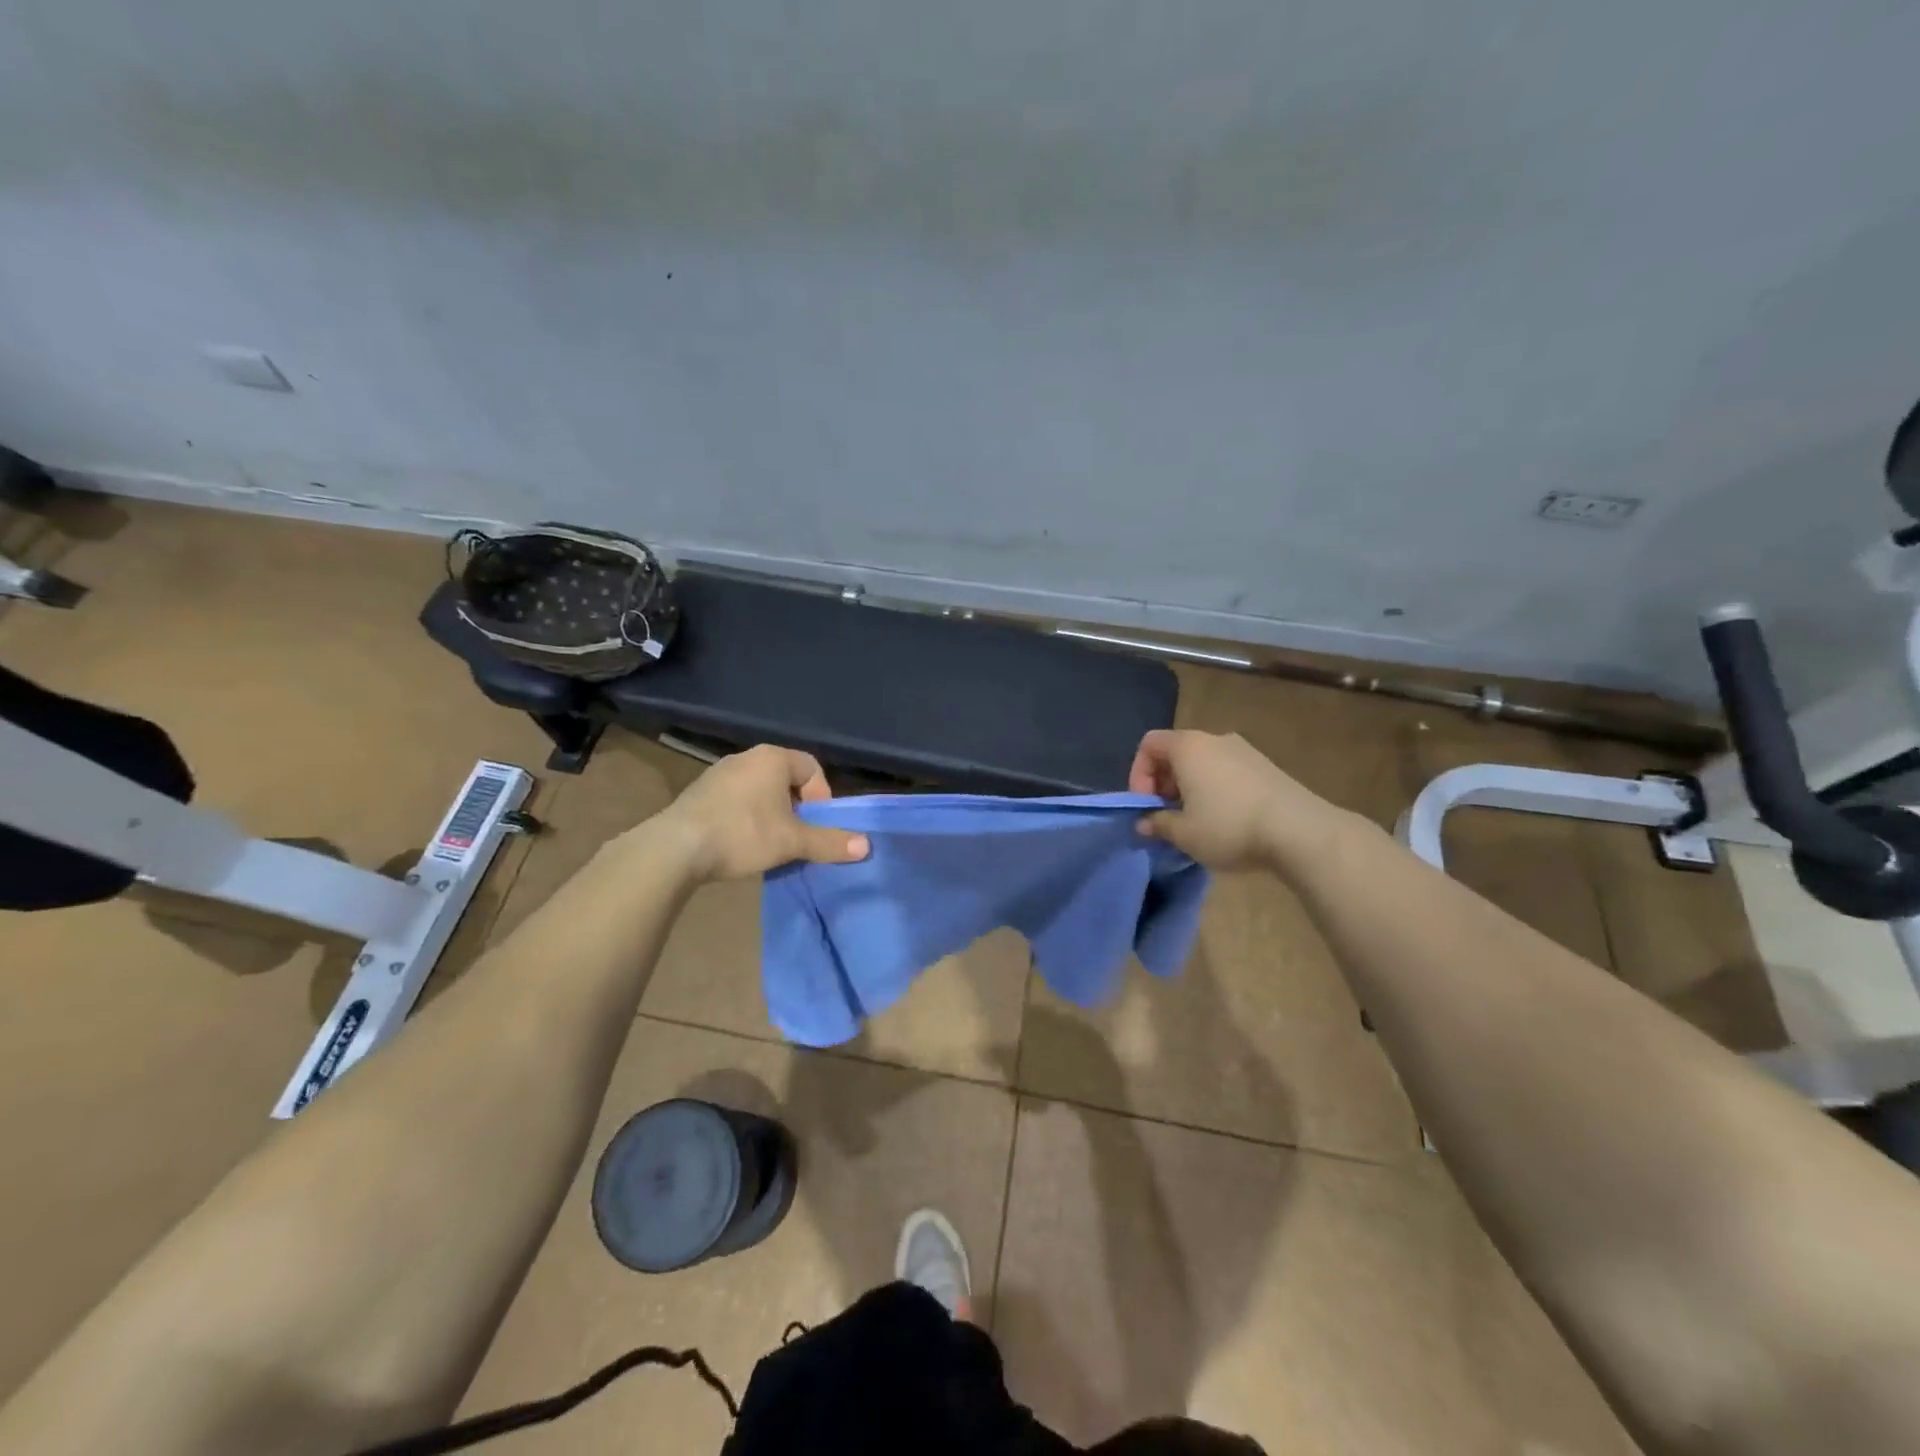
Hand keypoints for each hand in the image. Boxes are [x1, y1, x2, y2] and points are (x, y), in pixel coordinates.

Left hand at [654, 745, 869, 881]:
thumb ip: (829, 842)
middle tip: (796, 837)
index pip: (812, 768)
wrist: (675, 848)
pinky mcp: (699, 793)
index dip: (821, 798)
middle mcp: (746, 757)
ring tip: (769, 844)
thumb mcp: (792, 841)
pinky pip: (736, 800)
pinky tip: (740, 843)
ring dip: (771, 814)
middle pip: (786, 779)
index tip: (815, 826)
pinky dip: (746, 817)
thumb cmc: (743, 834)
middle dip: (797, 809)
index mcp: (773, 758)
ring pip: (760, 790)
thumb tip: (866, 846)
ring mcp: (719, 773)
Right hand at [1129, 729, 1345, 871]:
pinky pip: (1227, 770)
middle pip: (1176, 752)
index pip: (1149, 744)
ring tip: (1196, 821)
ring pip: (1203, 762)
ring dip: (1190, 787)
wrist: (1300, 831)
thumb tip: (1144, 823)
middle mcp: (1214, 739)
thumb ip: (1158, 824)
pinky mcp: (1266, 766)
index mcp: (1188, 747)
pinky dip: (1215, 788)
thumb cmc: (1230, 827)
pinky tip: (1226, 819)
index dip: (1138, 774)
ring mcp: (1244, 750)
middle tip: (1168, 816)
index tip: (1147, 806)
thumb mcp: (1184, 834)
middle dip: (1164, 783)